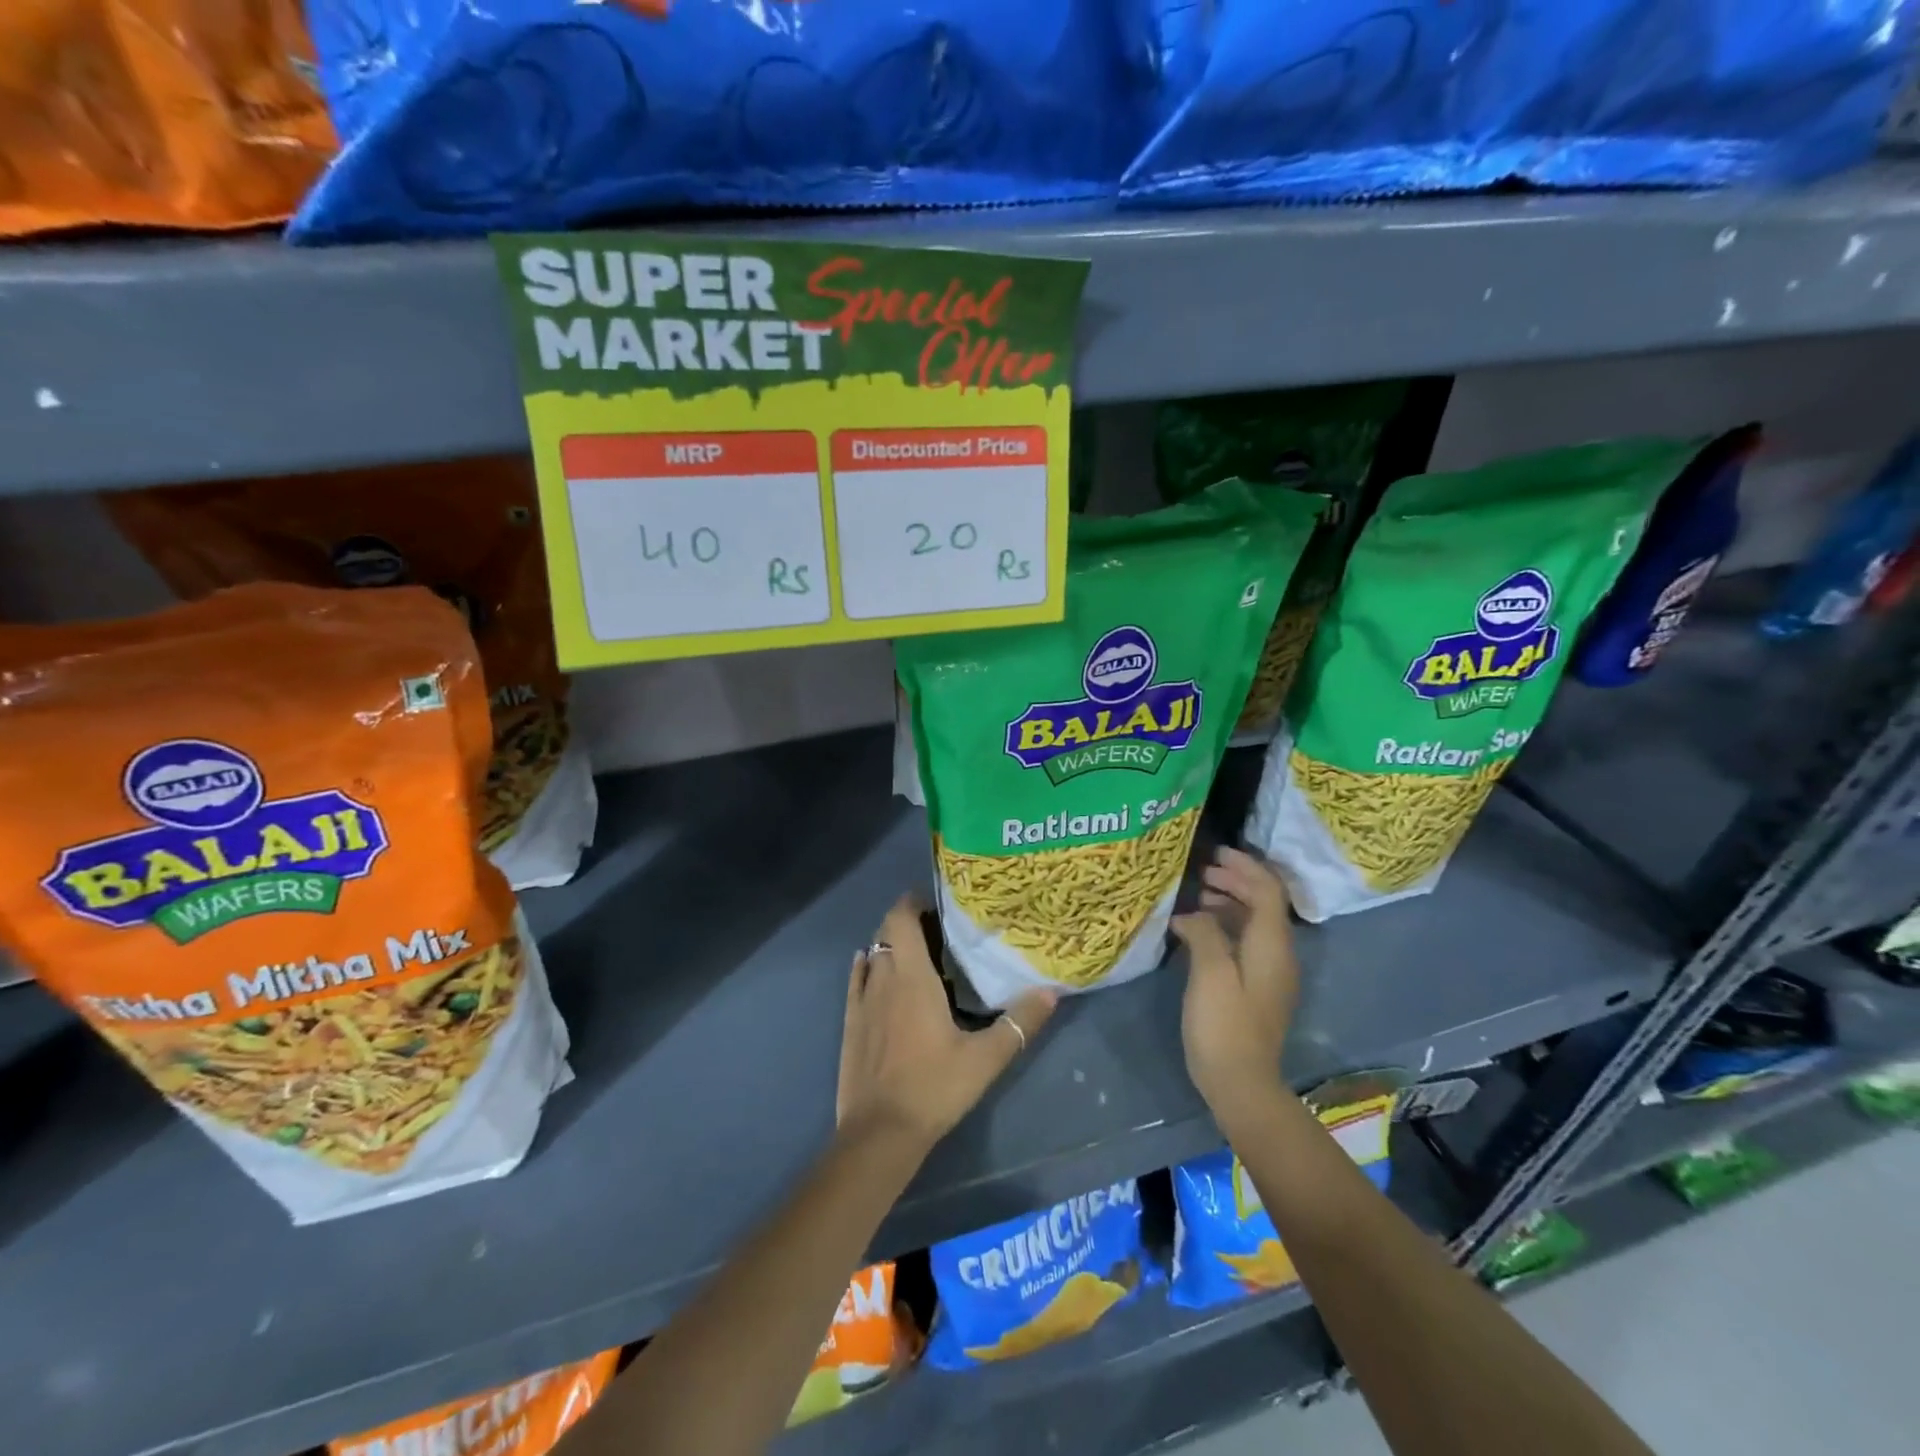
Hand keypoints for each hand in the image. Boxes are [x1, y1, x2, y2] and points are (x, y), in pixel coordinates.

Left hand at [837, 895, 1056, 1153]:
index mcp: (911, 977)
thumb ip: (1019, 1023)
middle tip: (937, 927)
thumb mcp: (985, 1058)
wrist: (879, 1133)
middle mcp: (882, 979)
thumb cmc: (934, 1087)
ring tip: (917, 951)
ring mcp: (862, 1001)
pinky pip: (857, 980)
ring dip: (890, 945)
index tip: (936, 901)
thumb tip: (1051, 991)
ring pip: (872, 955)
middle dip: (906, 921)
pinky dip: (867, 966)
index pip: (901, 918)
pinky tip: (876, 971)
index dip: (913, 901)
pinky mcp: (850, 1023)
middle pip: (886, 932)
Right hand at [1173, 848, 1300, 1130]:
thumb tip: (1193, 914)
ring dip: (1230, 902)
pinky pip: (1246, 942)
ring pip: (1254, 923)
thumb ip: (1204, 932)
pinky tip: (1198, 929)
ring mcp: (1270, 973)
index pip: (1268, 891)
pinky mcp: (1257, 988)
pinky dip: (1226, 925)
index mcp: (1272, 946)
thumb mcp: (1210, 973)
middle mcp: (1278, 954)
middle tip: (1202, 871)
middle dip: (1236, 880)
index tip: (1215, 853)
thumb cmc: (1225, 1025)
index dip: (1245, 867)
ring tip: (1197, 895)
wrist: (1241, 1084)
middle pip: (1264, 904)